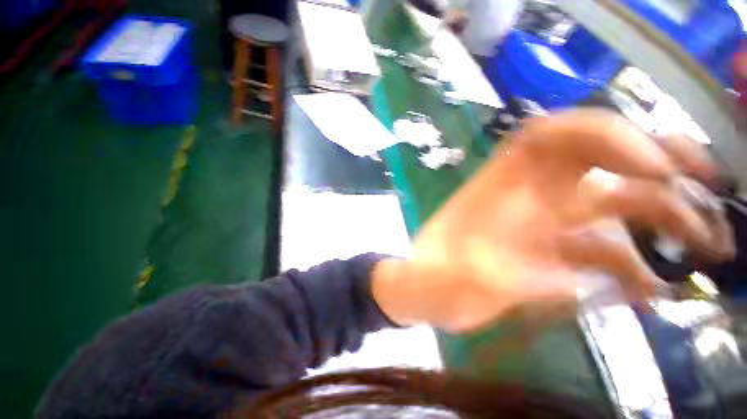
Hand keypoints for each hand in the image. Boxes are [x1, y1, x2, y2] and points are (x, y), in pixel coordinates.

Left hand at [373, 110, 734, 331]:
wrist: (421, 292)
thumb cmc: (427, 281)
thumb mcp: (447, 277)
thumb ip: (491, 278)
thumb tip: (562, 280)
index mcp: (495, 191)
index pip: (546, 136)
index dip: (600, 134)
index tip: (651, 164)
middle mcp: (524, 199)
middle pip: (595, 161)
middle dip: (656, 163)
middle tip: (706, 186)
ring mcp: (540, 227)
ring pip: (614, 205)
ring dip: (666, 218)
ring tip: (710, 244)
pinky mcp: (547, 256)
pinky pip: (602, 252)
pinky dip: (633, 265)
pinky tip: (655, 290)